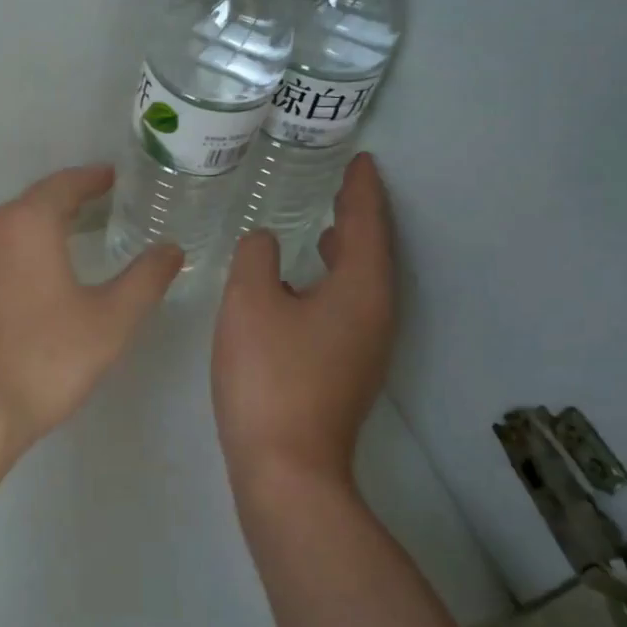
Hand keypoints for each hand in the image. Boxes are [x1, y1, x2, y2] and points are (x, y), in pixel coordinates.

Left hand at [0, 165, 182, 457]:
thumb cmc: (42, 359)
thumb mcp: (109, 322)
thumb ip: (144, 280)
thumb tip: (172, 249)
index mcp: (25, 225)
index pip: (63, 185)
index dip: (91, 178)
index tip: (112, 176)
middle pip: (30, 205)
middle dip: (64, 203)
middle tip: (97, 208)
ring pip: (5, 234)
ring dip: (36, 233)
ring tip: (67, 244)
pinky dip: (13, 260)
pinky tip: (28, 286)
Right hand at [212, 154, 396, 491]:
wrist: (286, 467)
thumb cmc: (269, 377)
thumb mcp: (250, 302)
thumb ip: (257, 257)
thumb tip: (266, 242)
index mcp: (362, 289)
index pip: (367, 224)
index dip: (362, 189)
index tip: (361, 159)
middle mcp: (377, 315)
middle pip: (373, 252)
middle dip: (359, 216)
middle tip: (342, 186)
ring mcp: (366, 347)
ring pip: (362, 283)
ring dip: (347, 250)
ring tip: (326, 226)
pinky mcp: (349, 370)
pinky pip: (349, 306)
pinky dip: (334, 280)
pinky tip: (304, 284)